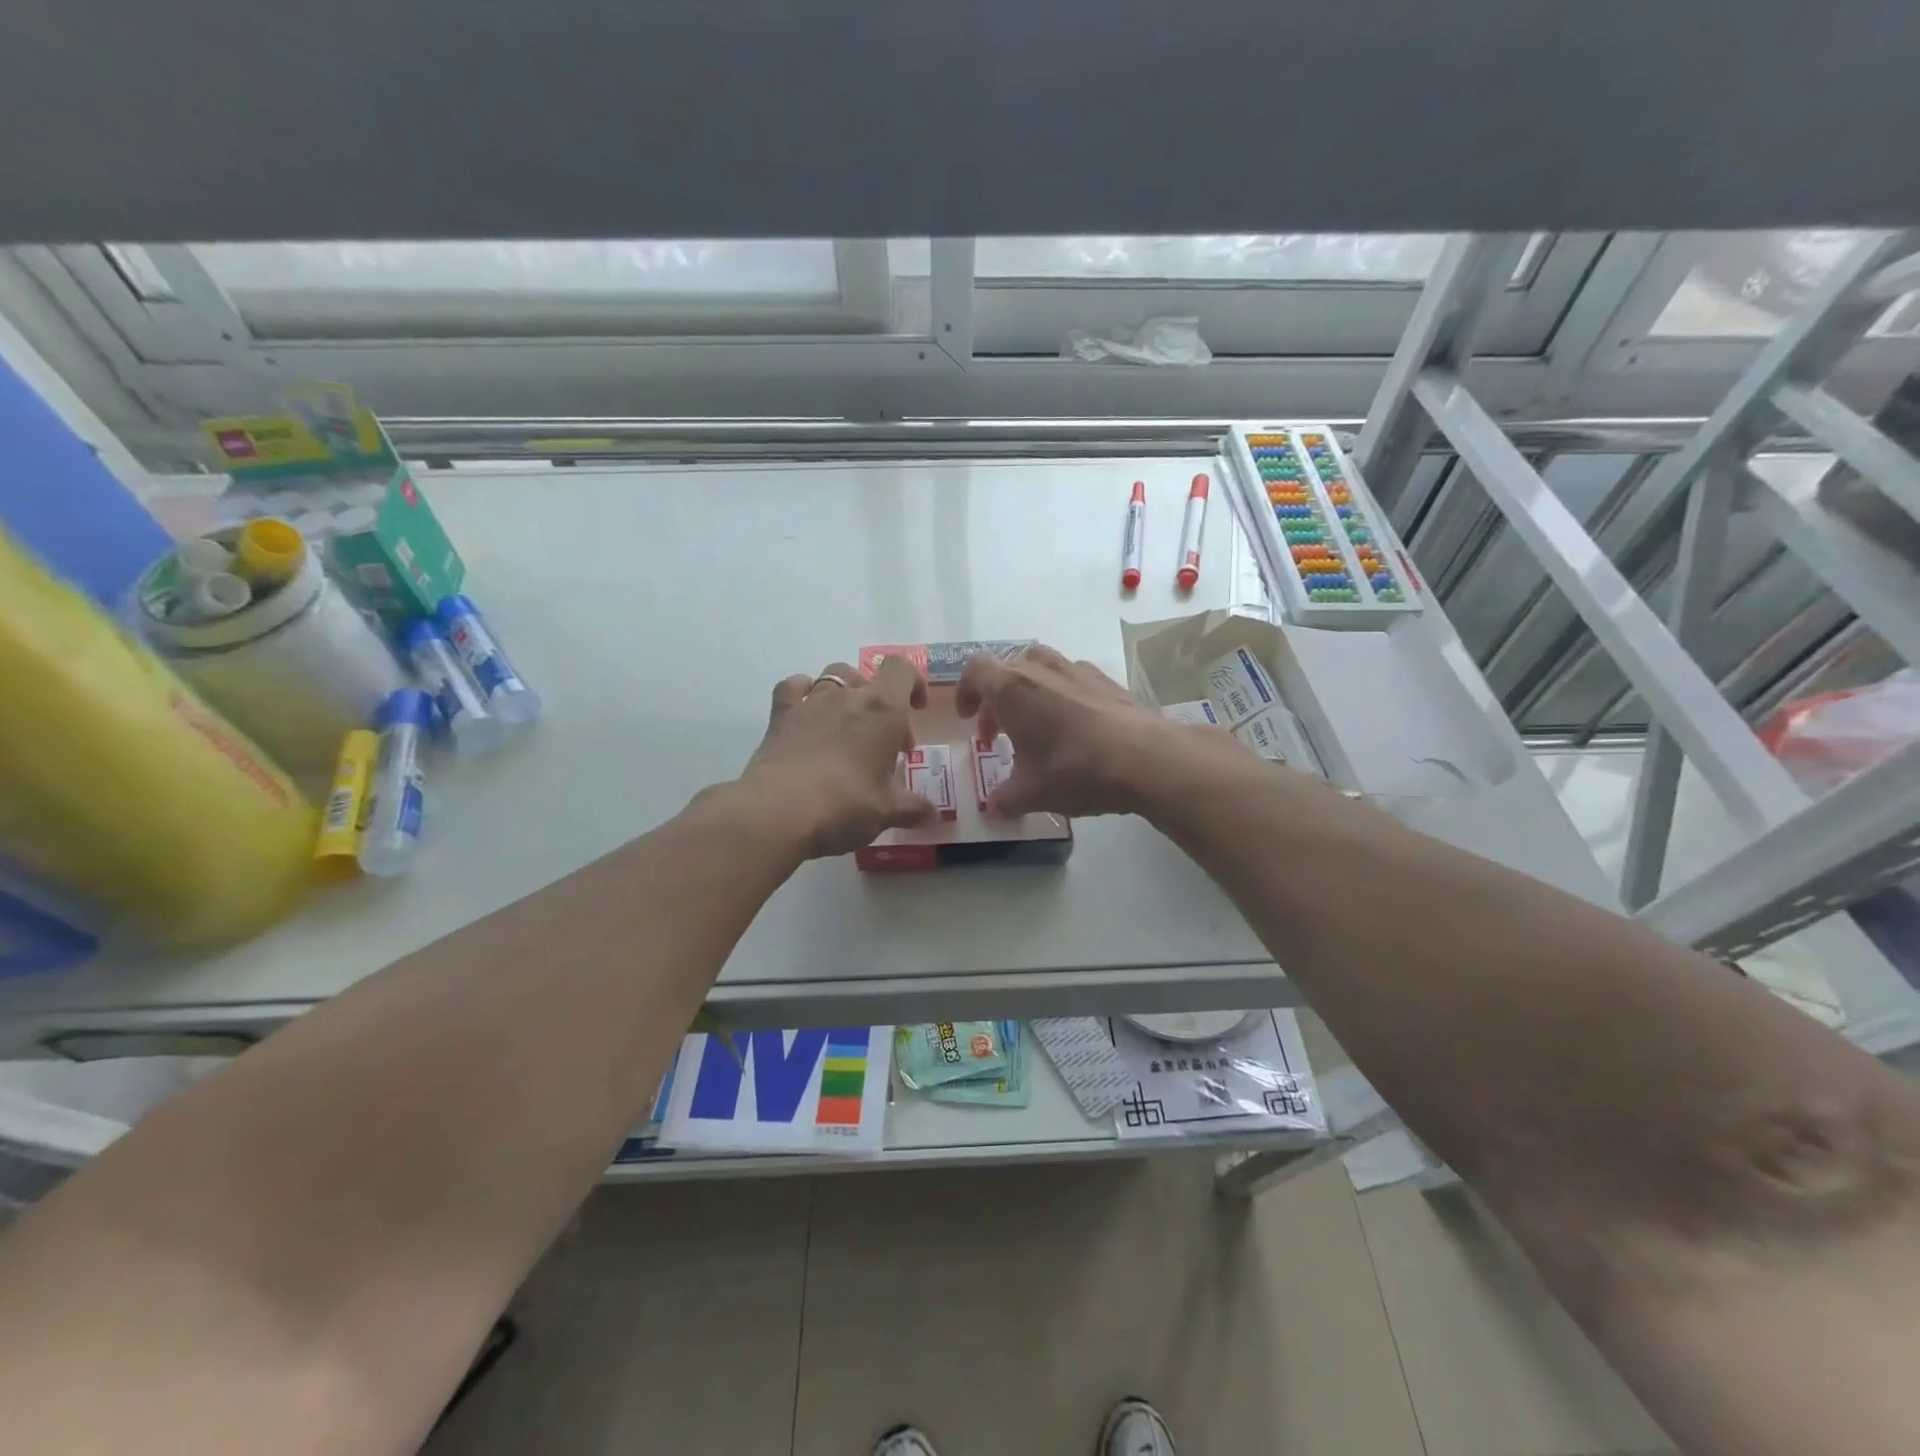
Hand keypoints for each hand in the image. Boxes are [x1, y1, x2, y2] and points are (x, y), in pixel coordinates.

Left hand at [739, 658, 939, 858]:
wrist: (779, 812)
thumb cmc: (846, 806)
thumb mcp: (887, 812)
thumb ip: (913, 809)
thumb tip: (935, 816)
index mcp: (883, 710)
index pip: (902, 669)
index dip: (913, 682)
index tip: (916, 709)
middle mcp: (848, 696)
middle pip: (867, 676)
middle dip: (878, 701)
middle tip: (881, 741)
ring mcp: (810, 703)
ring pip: (831, 677)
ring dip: (844, 693)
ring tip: (846, 727)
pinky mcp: (780, 717)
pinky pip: (792, 688)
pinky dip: (802, 693)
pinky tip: (807, 715)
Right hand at [955, 644, 1241, 817]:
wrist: (1149, 759)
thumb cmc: (1076, 770)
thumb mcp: (1031, 794)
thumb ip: (1005, 799)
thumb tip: (994, 807)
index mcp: (1013, 689)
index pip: (975, 668)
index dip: (966, 691)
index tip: (969, 719)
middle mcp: (1042, 670)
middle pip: (1007, 668)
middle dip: (996, 699)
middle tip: (998, 733)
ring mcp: (1078, 670)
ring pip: (1042, 668)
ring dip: (1030, 693)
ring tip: (1037, 728)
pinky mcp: (1108, 680)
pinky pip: (1073, 679)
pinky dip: (1062, 696)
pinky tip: (1076, 730)